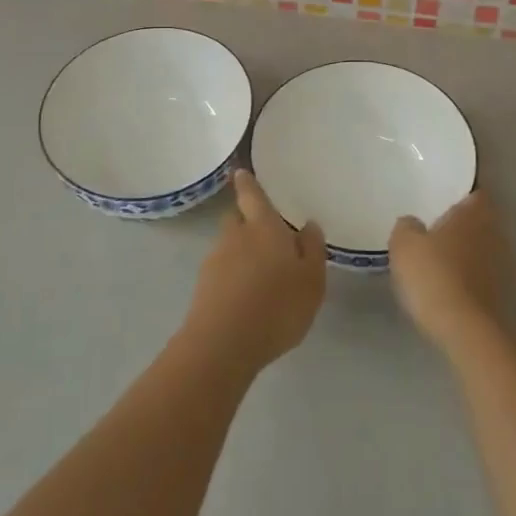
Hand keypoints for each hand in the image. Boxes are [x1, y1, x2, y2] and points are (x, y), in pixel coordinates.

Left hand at [182, 170, 325, 373]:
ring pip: (229, 246)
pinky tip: (247, 297)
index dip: (247, 183)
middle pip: (237, 218)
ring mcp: (215, 261)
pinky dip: (233, 276)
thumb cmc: (277, 306)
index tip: (240, 172)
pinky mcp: (203, 287)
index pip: (252, 195)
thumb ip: (312, 250)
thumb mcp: (311, 280)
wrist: (223, 344)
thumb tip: (308, 225)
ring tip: (261, 275)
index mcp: (263, 227)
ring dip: (241, 252)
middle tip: (265, 234)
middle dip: (247, 221)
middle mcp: (235, 236)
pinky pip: (222, 271)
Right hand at [388, 190, 509, 352]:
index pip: (476, 194)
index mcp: (472, 215)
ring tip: (440, 257)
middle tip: (437, 227)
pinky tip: (448, 284)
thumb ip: (407, 227)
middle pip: (481, 221)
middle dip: (463, 224)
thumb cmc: (433, 274)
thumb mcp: (404, 244)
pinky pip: (481, 274)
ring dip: (466, 251)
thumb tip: (412, 223)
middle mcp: (492, 234)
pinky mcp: (499, 294)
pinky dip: (468, 275)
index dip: (463, 195)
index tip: (445, 199)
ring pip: (482, 248)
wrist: (463, 328)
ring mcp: (500, 266)